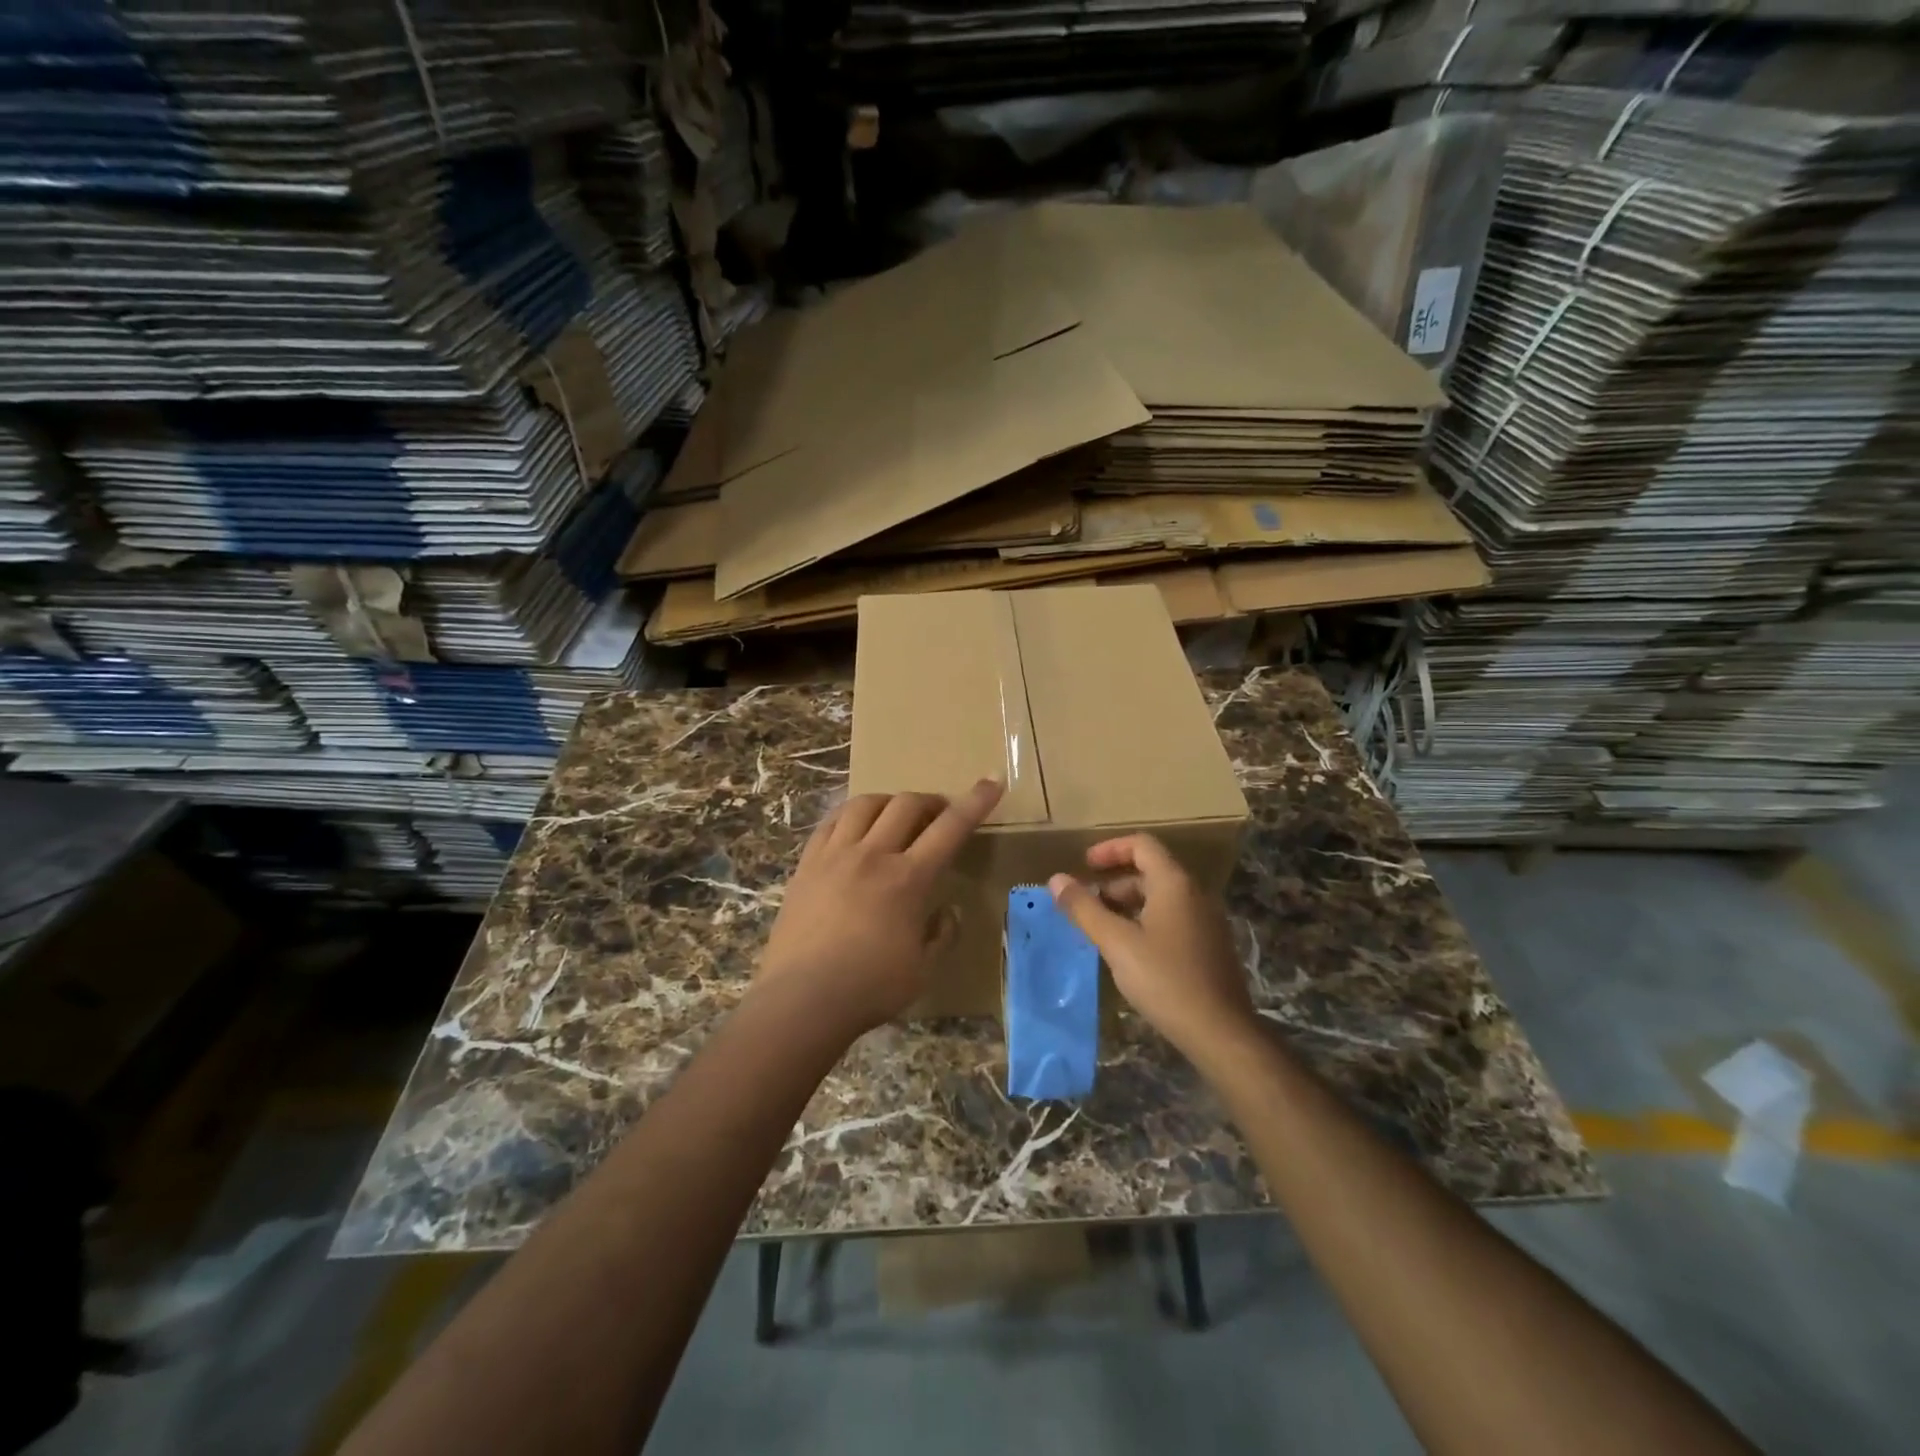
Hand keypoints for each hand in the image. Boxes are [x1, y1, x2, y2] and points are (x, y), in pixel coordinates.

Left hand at [757, 779, 1003, 1039]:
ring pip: (866, 805)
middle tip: (940, 814)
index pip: (950, 828)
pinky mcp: (807, 864)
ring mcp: (835, 855)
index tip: (991, 782)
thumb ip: (942, 934)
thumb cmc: (870, 988)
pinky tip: (855, 827)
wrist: (802, 999)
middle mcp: (873, 855)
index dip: (975, 802)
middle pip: (907, 805)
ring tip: (897, 815)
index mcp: (909, 879)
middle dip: (931, 801)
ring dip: (890, 801)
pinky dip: (850, 815)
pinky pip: (831, 823)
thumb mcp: (923, 969)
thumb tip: (948, 910)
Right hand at [1048, 833, 1253, 1056]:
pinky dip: (1145, 922)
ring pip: (1160, 898)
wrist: (1221, 1033)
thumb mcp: (1116, 943)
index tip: (1084, 866)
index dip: (1110, 849)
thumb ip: (1084, 909)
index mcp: (1174, 884)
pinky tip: (1129, 953)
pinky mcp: (1209, 947)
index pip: (1142, 845)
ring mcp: (1206, 921)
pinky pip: (1172, 919)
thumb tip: (1056, 880)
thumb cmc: (1165, 980)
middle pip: (1150, 871)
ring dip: (1127, 905)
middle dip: (1113, 883)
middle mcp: (1194, 894)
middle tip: (1086, 906)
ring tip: (1101, 930)